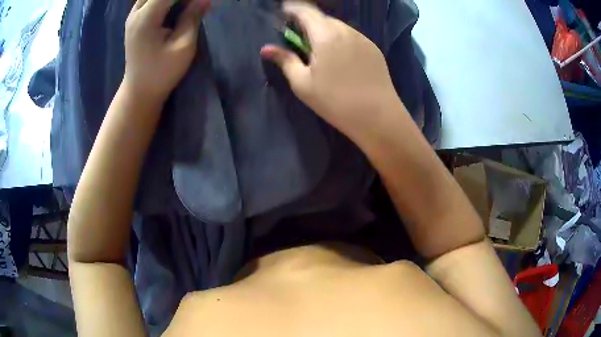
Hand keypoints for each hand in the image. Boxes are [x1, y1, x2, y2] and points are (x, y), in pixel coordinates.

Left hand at [123, 0, 210, 100]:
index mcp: (146, 18)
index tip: (202, 1)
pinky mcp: (134, 21)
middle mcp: (136, 13)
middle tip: (193, 5)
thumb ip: (192, 18)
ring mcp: (133, 16)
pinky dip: (163, 1)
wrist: (139, 91)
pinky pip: (149, 0)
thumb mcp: (183, 46)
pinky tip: (174, 7)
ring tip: (185, 6)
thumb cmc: (162, 73)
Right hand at [261, 1, 401, 138]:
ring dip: (325, 30)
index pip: (305, 11)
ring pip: (338, 26)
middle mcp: (345, 30)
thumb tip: (266, 49)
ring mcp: (363, 38)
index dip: (292, 9)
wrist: (377, 116)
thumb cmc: (335, 102)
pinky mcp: (374, 48)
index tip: (283, 15)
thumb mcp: (303, 84)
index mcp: (325, 35)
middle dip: (308, 21)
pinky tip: (340, 56)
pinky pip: (352, 35)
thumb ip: (285, 61)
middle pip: (322, 17)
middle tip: (300, 36)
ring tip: (320, 48)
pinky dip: (341, 38)